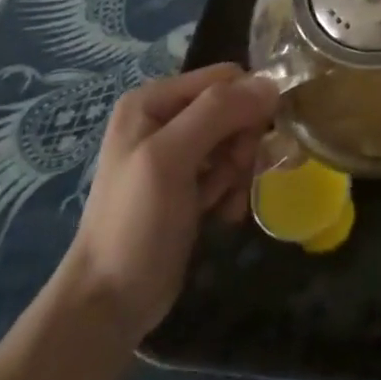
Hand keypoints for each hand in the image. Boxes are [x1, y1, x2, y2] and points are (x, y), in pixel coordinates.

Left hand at [60, 65, 278, 344]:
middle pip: (235, 109)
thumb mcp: (170, 159)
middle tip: (232, 177)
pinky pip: (231, 170)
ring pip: (238, 140)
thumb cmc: (135, 224)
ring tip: (222, 202)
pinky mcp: (189, 184)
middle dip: (243, 144)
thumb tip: (271, 83)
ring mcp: (177, 153)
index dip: (247, 105)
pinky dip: (233, 191)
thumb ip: (217, 113)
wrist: (110, 301)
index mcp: (153, 100)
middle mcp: (166, 118)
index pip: (226, 78)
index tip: (248, 144)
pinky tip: (222, 215)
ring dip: (240, 172)